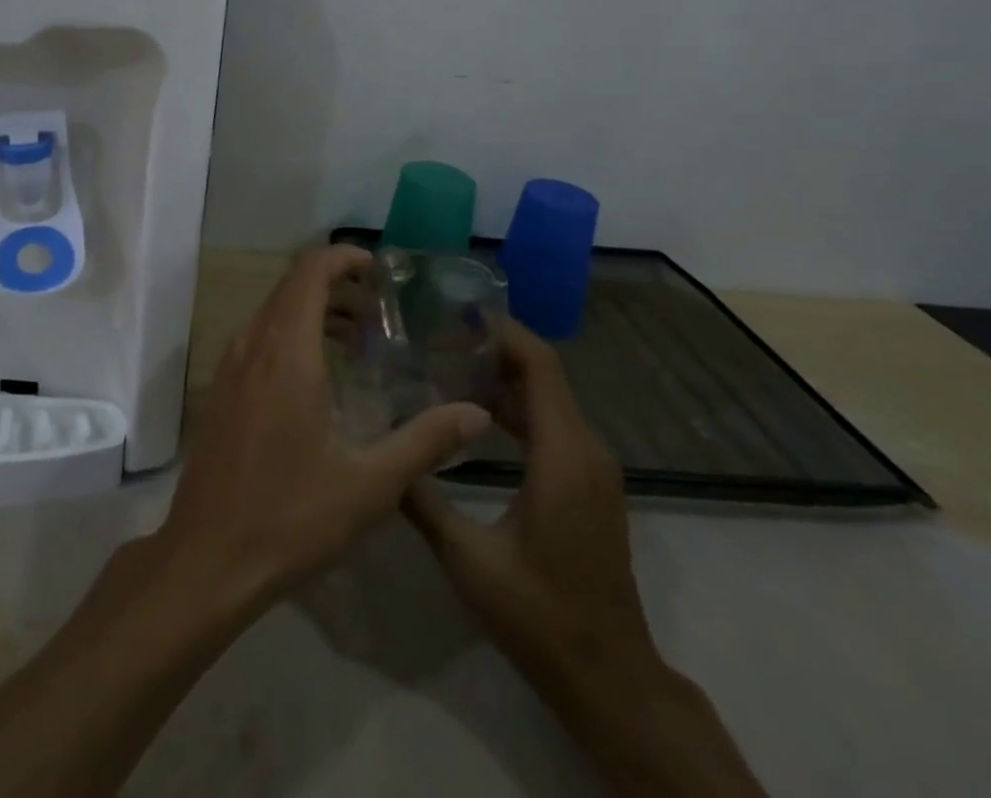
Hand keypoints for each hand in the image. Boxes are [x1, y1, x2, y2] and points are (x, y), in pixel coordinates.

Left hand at [155, 244, 492, 619]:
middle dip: (337, 285)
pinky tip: (318, 378)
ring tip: (358, 342)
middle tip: (380, 312)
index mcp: (287, 351)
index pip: (309, 270)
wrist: (206, 560)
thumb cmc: (290, 517)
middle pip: (292, 285)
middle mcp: (252, 344)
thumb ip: (426, 441)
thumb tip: (476, 414)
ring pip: (273, 310)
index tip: (379, 269)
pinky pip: (258, 337)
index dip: (343, 257)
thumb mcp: (370, 484)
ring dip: (314, 310)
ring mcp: (229, 365)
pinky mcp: (219, 389)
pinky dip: (291, 333)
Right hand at [403, 317, 655, 684]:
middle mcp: (586, 450)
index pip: (540, 366)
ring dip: (504, 378)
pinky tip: (476, 414)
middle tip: (437, 336)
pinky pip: (553, 426)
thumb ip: (422, 499)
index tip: (455, 313)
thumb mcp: (468, 559)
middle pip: (544, 375)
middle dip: (494, 348)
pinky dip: (517, 409)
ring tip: (448, 365)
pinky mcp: (588, 485)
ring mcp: (593, 469)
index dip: (502, 331)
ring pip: (549, 400)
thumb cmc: (539, 614)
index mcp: (563, 455)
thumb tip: (382, 452)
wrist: (608, 678)